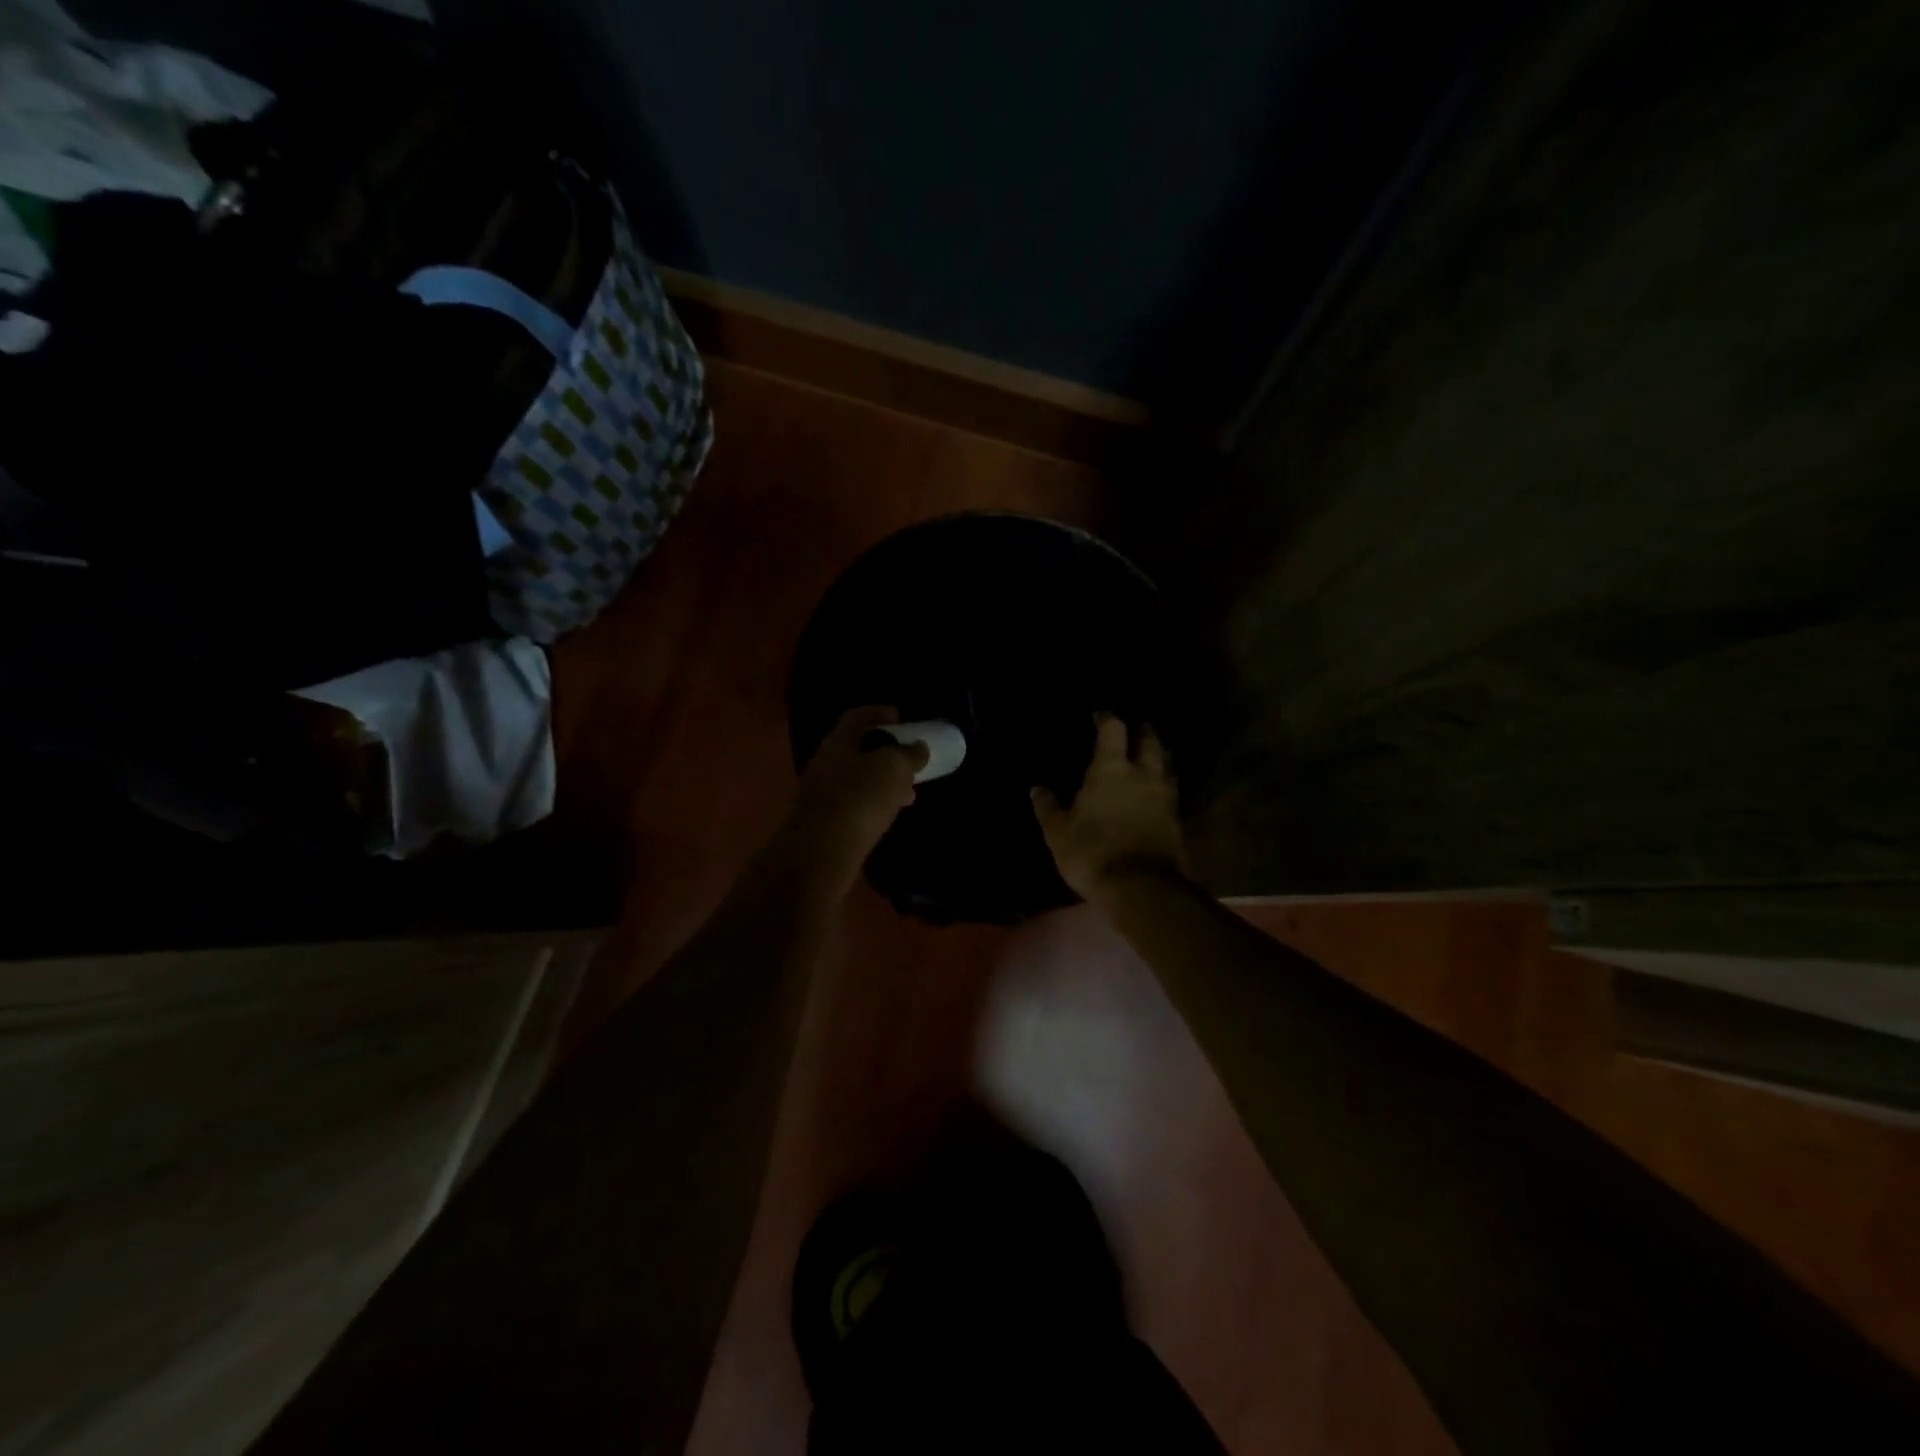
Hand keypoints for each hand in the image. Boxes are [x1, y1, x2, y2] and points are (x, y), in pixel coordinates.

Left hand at [785, 706, 928, 890]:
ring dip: (881, 779)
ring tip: (907, 789)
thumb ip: (908, 754)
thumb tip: (918, 748)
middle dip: (884, 750)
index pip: (857, 716)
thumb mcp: (894, 768)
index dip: (879, 712)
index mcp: (838, 741)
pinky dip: (873, 801)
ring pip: (856, 776)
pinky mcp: (824, 820)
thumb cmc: (860, 798)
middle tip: (907, 756)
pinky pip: (853, 801)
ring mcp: (821, 793)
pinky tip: (889, 813)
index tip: (900, 718)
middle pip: (856, 747)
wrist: (823, 851)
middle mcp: (825, 762)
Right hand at [1032, 713, 1186, 903]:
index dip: (1107, 719)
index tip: (1100, 715)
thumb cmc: (1092, 852)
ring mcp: (1164, 797)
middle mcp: (1142, 775)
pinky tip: (1157, 792)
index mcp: (1111, 770)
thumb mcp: (1058, 832)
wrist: (1141, 888)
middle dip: (1142, 732)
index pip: (1113, 730)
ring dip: (1158, 757)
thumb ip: (1049, 808)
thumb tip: (1037, 788)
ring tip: (1151, 756)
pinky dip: (1164, 785)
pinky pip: (1171, 792)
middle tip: (1136, 728)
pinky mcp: (1176, 820)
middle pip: (1149, 743)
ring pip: (1165, 766)